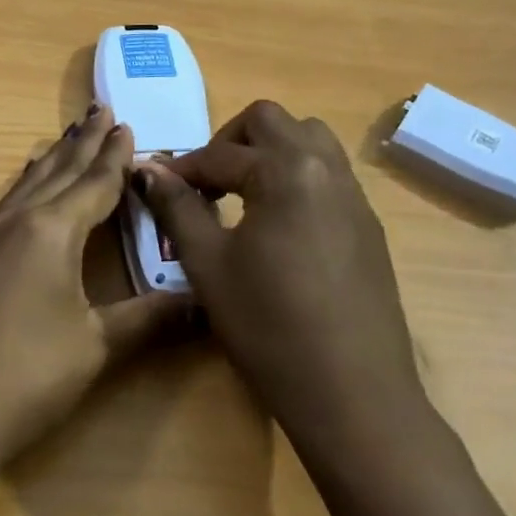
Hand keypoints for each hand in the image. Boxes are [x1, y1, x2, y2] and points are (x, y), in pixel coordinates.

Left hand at [0, 105, 191, 492]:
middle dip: (83, 143)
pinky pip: (7, 205)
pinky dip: (27, 186)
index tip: (128, 125)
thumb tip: (205, 304)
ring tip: (67, 137)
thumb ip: (150, 319)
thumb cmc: (27, 375)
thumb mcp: (96, 347)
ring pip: (27, 184)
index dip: (115, 157)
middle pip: (57, 172)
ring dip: (52, 160)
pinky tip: (25, 190)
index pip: (94, 183)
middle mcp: (17, 222)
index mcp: (51, 230)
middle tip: (101, 110)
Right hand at [133, 101, 428, 462]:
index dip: (182, 169)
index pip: (220, 154)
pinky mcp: (368, 225)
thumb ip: (177, 208)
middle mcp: (326, 168)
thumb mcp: (209, 265)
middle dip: (230, 141)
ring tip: (242, 195)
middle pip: (272, 121)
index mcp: (286, 171)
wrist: (354, 394)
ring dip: (269, 152)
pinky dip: (296, 176)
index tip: (156, 188)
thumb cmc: (269, 327)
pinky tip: (278, 225)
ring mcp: (354, 196)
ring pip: (309, 140)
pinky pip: (329, 174)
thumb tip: (147, 170)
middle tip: (206, 184)